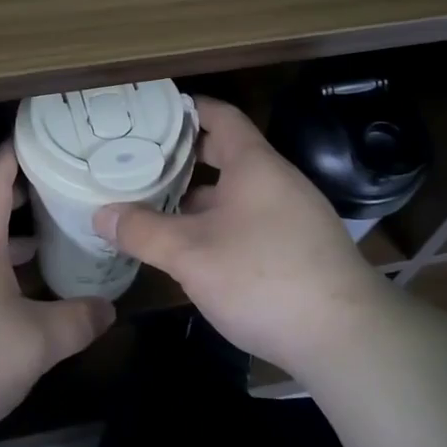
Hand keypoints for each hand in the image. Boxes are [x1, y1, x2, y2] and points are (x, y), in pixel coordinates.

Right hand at [93, 97, 391, 378]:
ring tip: (152, 205)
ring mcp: (291, 216)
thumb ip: (143, 231)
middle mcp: (276, 181)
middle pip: (225, 153)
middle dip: (182, 158)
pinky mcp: (297, 249)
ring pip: (234, 193)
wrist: (345, 338)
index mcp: (254, 164)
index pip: (219, 115)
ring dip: (196, 197)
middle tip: (137, 162)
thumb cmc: (263, 278)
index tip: (147, 113)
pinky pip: (248, 220)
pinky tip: (192, 248)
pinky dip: (216, 224)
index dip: (184, 108)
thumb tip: (100, 213)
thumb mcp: (191, 255)